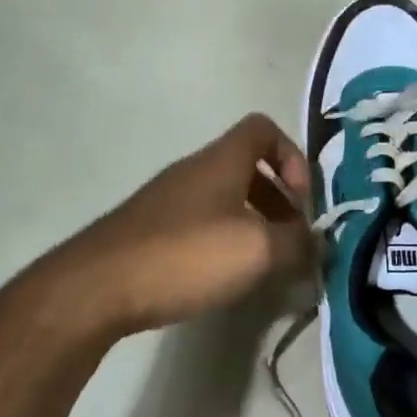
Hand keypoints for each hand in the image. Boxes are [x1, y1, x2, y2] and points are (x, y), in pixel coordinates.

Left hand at [56, 113, 315, 333]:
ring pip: (225, 200)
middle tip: (291, 242)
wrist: (97, 287)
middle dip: (278, 202)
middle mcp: (194, 171)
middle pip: (247, 168)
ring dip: (253, 225)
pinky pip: (201, 224)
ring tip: (265, 267)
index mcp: (222, 160)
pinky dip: (224, 243)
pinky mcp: (150, 231)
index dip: (293, 158)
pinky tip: (225, 279)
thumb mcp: (257, 251)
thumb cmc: (186, 255)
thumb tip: (319, 244)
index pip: (264, 129)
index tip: (302, 202)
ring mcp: (168, 200)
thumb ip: (298, 244)